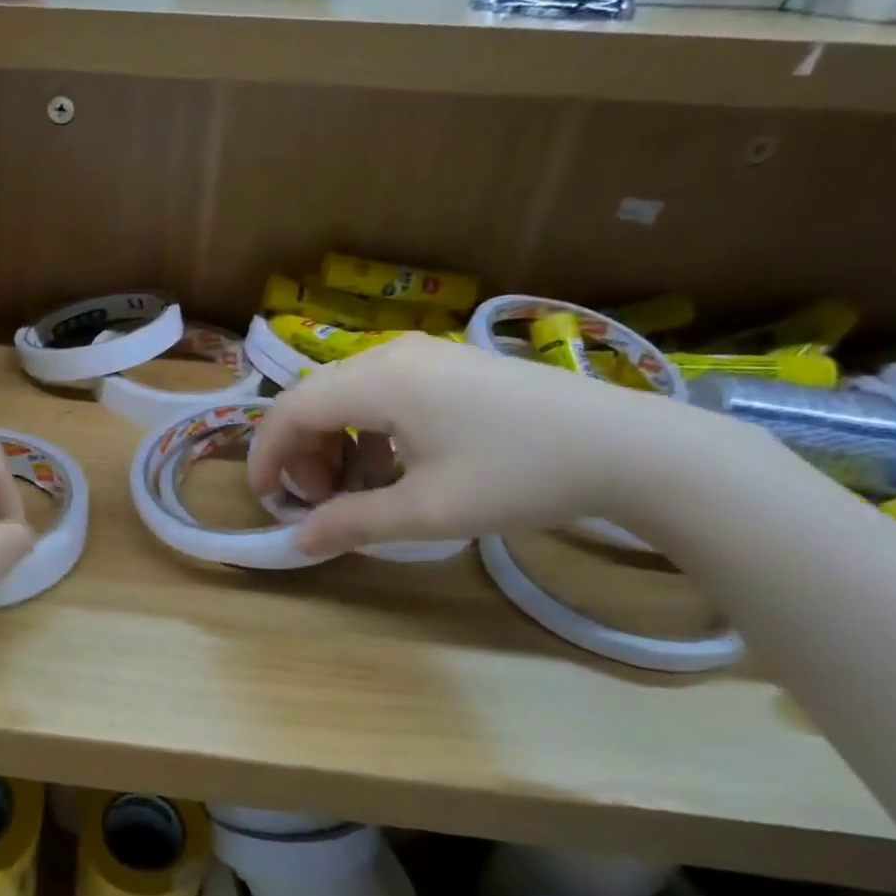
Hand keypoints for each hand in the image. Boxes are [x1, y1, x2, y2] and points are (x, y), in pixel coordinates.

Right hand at [246, 333, 722, 557]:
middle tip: (320, 503)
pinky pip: (380, 393)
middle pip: (314, 399)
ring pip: (345, 395)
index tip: (265, 500)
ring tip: (355, 489)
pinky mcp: (447, 366)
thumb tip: (298, 541)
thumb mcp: (428, 510)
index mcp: (378, 381)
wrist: (630, 447)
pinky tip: (391, 465)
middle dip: (302, 454)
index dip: (267, 456)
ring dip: (333, 443)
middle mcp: (389, 355)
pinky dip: (366, 431)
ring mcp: (422, 355)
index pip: (291, 411)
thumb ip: (353, 522)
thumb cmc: (520, 476)